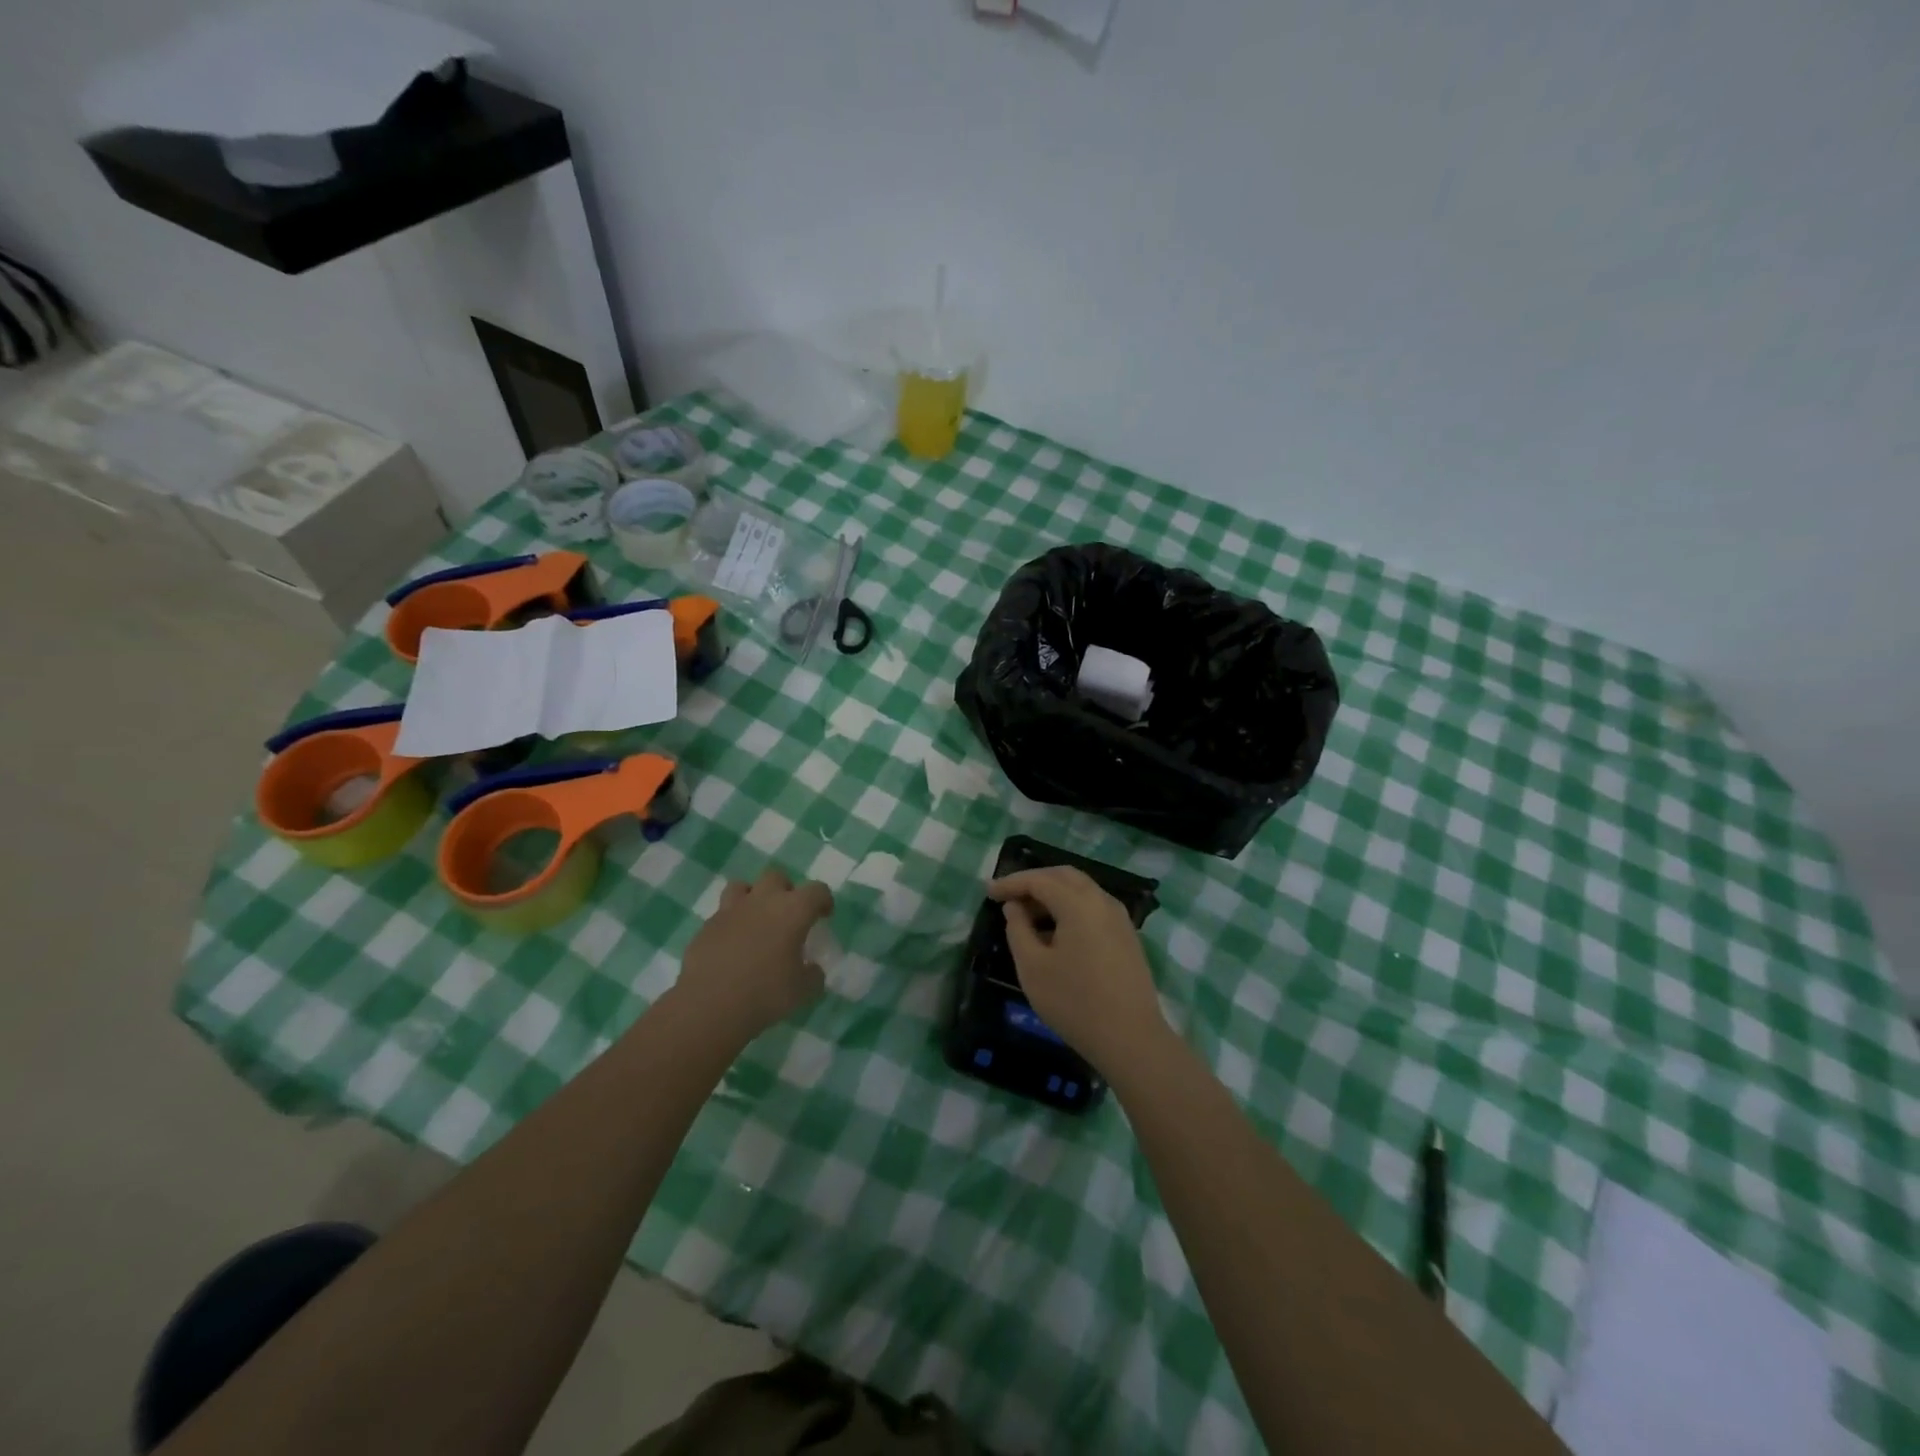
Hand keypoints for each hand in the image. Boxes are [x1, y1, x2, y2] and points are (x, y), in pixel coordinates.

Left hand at [677, 867, 833, 1044]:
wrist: (709, 1006)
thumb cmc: (765, 994)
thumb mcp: (802, 991)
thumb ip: (812, 975)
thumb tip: (812, 969)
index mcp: (792, 911)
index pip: (817, 890)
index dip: (823, 900)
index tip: (824, 916)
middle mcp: (762, 901)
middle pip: (777, 876)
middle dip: (785, 890)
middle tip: (788, 915)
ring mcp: (730, 911)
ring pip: (742, 886)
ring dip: (753, 897)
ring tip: (756, 921)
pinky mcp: (706, 926)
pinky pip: (722, 914)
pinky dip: (731, 924)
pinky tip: (732, 946)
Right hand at [986, 866, 1167, 1071]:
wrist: (1131, 1038)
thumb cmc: (1075, 1002)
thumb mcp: (1033, 967)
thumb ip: (1018, 929)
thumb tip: (1015, 907)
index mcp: (1079, 903)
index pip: (1039, 880)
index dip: (1011, 883)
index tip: (989, 892)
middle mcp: (1102, 901)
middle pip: (1064, 876)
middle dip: (1034, 881)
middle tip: (1009, 897)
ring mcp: (1119, 918)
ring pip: (1081, 890)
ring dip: (1053, 894)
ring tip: (1028, 915)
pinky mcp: (1127, 936)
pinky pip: (1093, 908)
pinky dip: (1070, 908)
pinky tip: (1055, 932)